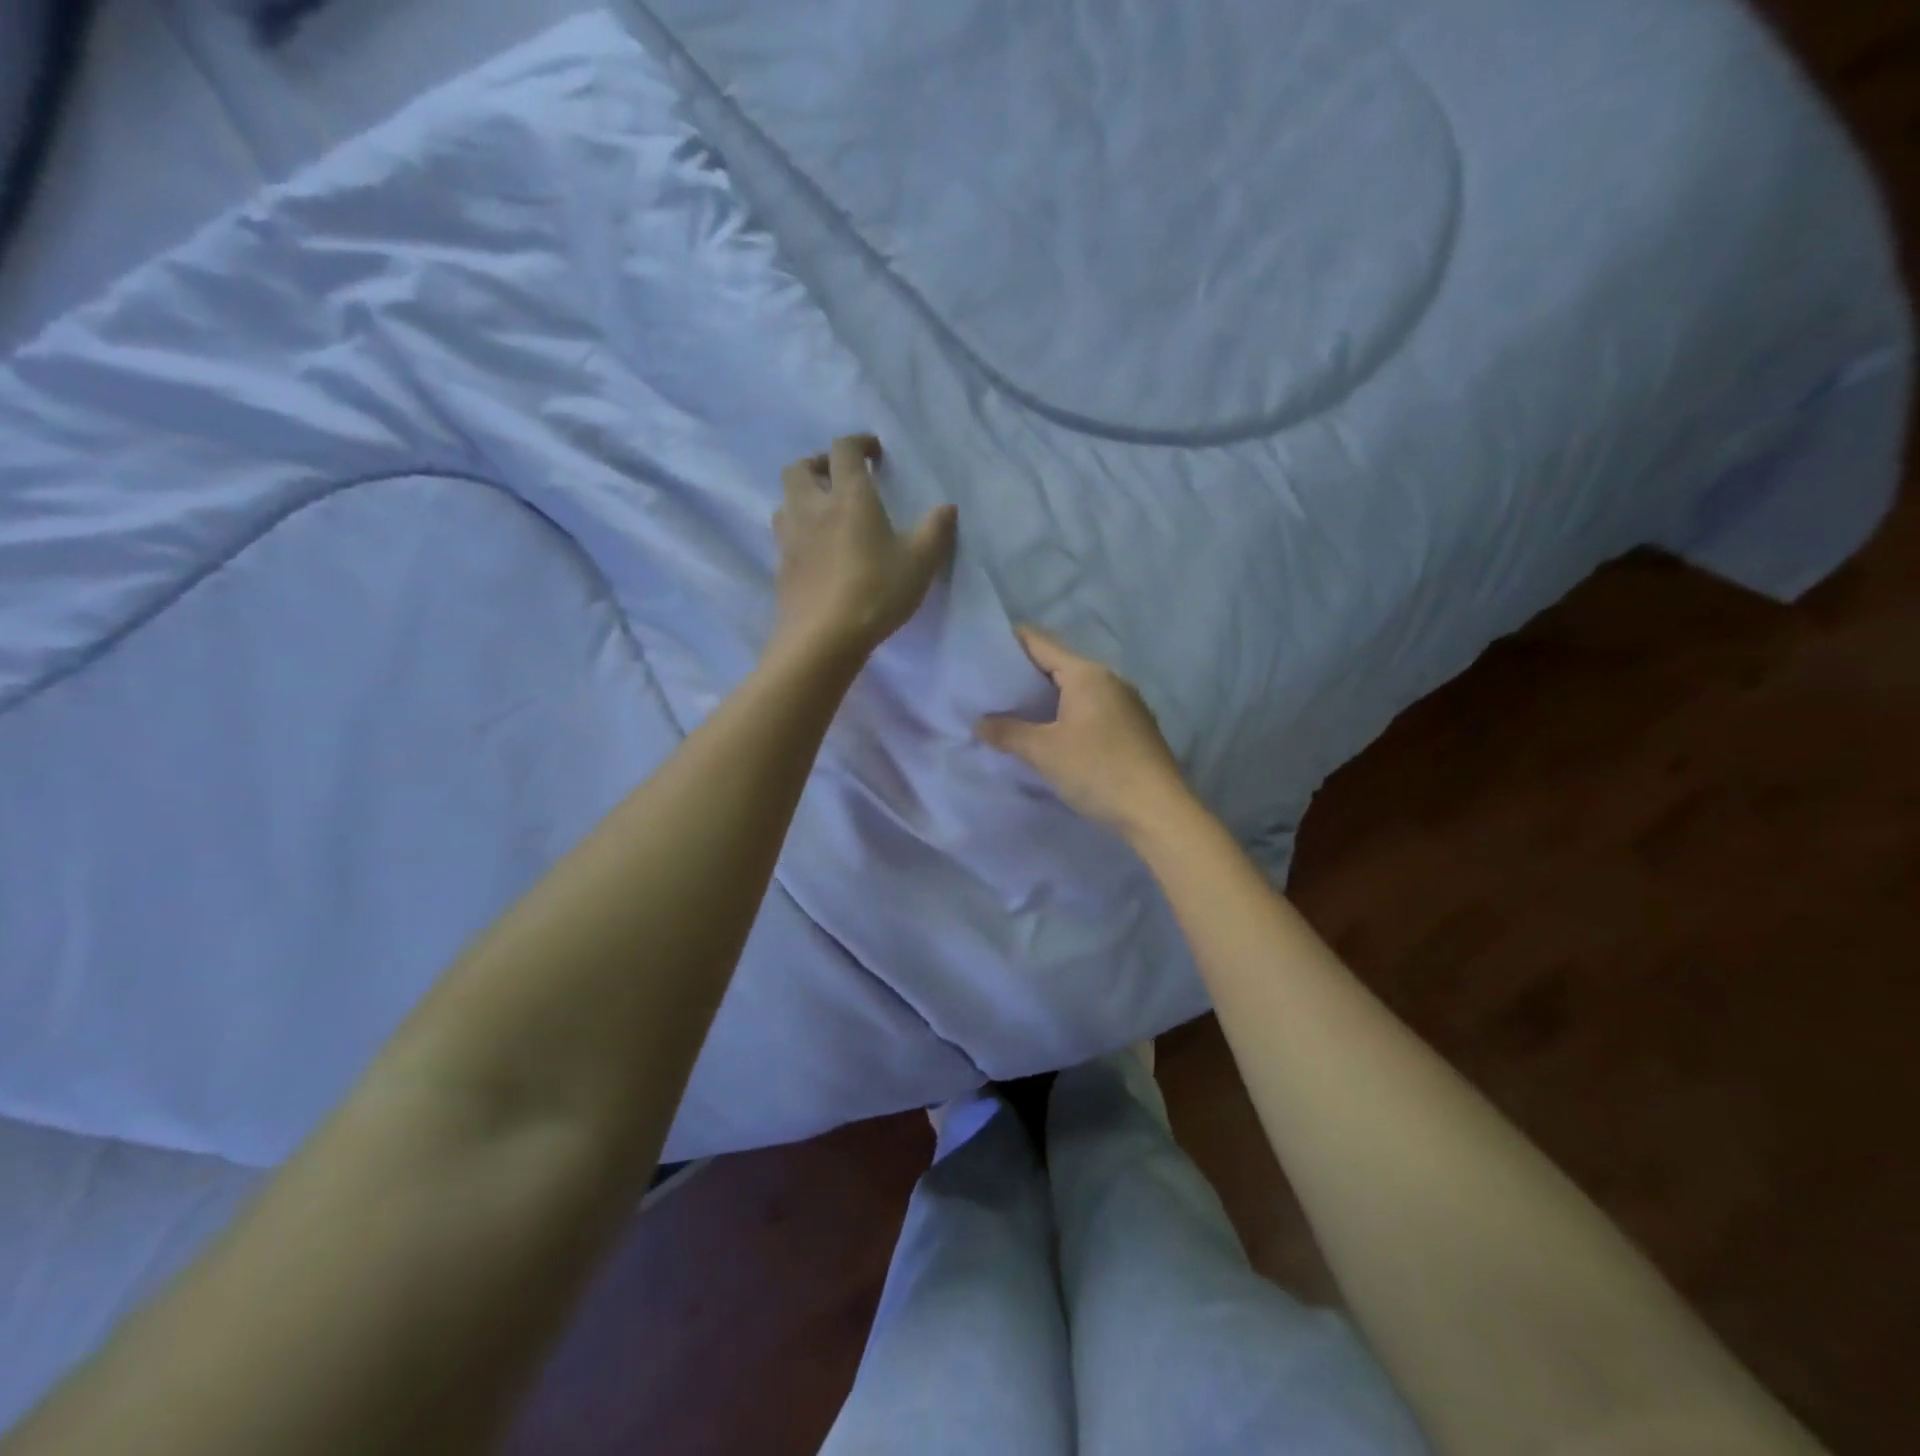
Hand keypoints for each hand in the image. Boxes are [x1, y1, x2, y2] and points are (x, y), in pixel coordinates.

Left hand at [771, 435, 957, 663]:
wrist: (823, 638)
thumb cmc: (876, 592)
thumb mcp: (919, 562)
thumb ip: (935, 531)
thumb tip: (948, 507)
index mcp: (849, 497)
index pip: (844, 450)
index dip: (858, 443)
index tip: (873, 451)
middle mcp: (813, 508)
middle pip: (799, 468)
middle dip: (818, 464)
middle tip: (839, 478)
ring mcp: (791, 538)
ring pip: (785, 501)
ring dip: (802, 497)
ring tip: (823, 513)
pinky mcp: (781, 567)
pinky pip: (784, 536)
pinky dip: (798, 531)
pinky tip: (815, 551)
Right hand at [976, 625, 1190, 838]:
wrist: (1157, 810)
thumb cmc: (1097, 770)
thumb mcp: (1044, 752)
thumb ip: (1008, 732)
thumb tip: (980, 722)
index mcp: (1087, 674)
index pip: (1041, 643)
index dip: (1011, 642)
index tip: (985, 647)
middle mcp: (1110, 679)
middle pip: (1060, 665)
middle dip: (1027, 674)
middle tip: (993, 686)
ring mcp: (1127, 703)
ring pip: (1078, 689)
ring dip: (1049, 697)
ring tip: (1017, 711)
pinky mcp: (1135, 727)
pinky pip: (1092, 709)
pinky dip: (1069, 713)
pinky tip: (1054, 733)